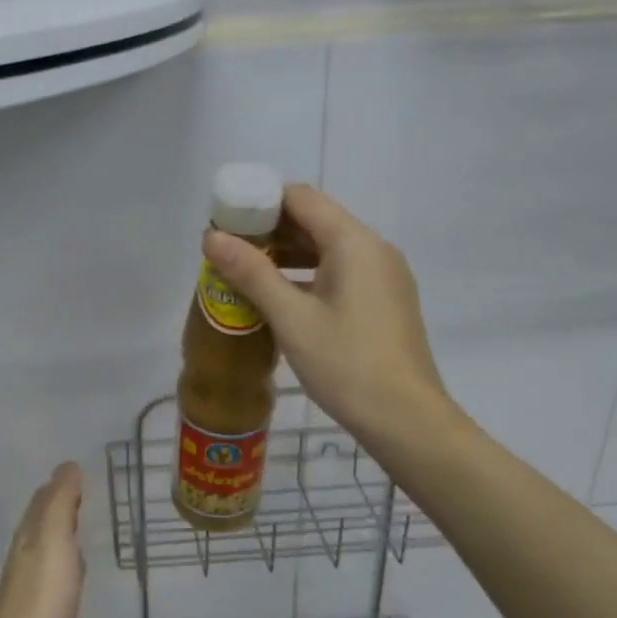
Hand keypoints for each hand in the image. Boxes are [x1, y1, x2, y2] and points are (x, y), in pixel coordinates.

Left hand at [0, 462, 85, 617]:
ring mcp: (35, 594)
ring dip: (66, 539)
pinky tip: (80, 579)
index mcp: (28, 540)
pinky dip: (70, 572)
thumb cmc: (40, 602)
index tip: (81, 470)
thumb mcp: (53, 542)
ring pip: (52, 554)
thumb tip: (67, 466)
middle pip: (44, 526)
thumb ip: (60, 504)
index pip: (43, 502)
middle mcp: (28, 561)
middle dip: (62, 508)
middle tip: (88, 492)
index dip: (60, 485)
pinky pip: (60, 585)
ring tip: (88, 528)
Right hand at [203, 185, 450, 444]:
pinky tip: (280, 299)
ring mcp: (383, 276)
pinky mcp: (384, 301)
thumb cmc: (346, 363)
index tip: (226, 222)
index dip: (260, 203)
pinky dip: (308, 275)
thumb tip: (210, 236)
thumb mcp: (291, 318)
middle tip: (228, 251)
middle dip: (270, 231)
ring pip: (327, 249)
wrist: (406, 419)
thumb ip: (251, 272)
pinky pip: (340, 272)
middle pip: (315, 221)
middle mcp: (373, 249)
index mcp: (354, 242)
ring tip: (246, 275)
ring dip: (287, 255)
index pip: (300, 198)